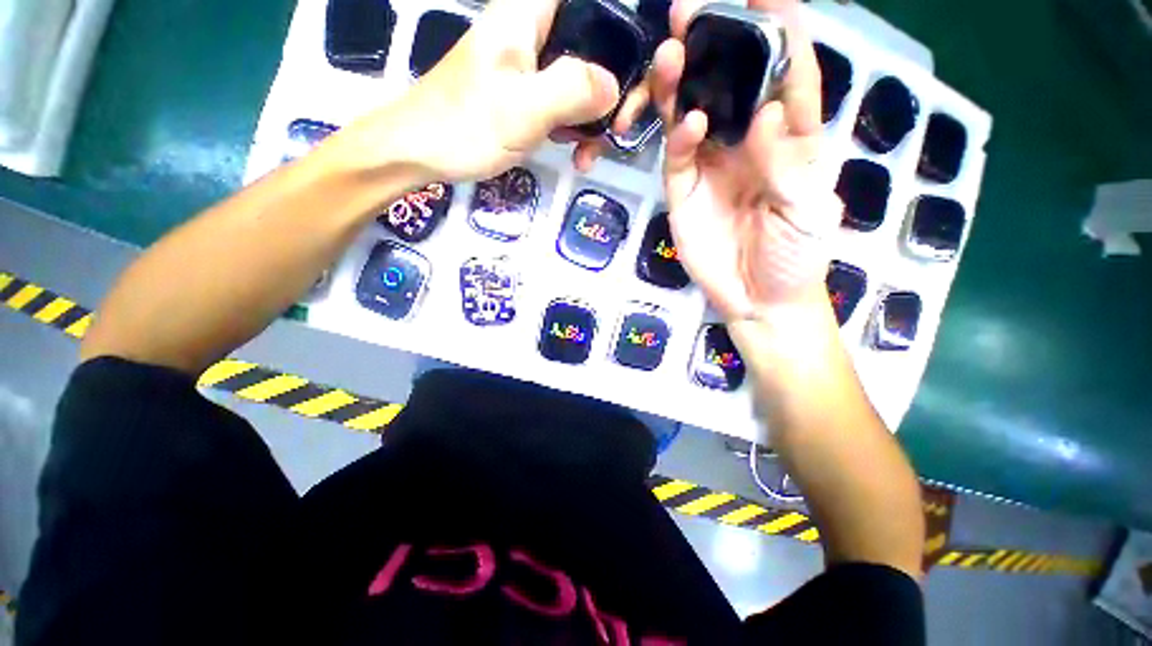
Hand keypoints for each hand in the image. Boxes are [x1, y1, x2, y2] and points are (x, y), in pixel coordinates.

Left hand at [335, 0, 620, 183]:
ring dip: (595, 118)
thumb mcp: (524, 108)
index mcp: (528, 13)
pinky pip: (564, 104)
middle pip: (594, 43)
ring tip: (589, 154)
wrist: (420, 153)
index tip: (637, 62)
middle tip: (619, 128)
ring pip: (581, 80)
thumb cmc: (465, 126)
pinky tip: (576, 154)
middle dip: (614, 88)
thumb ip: (574, 89)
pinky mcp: (525, 95)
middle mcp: (532, 31)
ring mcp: (529, 66)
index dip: (619, 24)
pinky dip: (575, 130)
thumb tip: (615, 88)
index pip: (590, 2)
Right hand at [650, 36, 838, 319]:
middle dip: (714, 47)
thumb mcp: (807, 210)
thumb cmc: (796, 256)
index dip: (779, 32)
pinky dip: (680, 137)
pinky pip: (678, 157)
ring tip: (672, 50)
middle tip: (692, 10)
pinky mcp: (683, 192)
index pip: (788, 76)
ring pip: (693, 113)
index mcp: (791, 140)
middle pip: (730, 86)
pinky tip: (687, 124)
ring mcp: (710, 167)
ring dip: (683, 82)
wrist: (757, 299)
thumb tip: (765, 112)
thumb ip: (787, 163)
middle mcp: (746, 143)